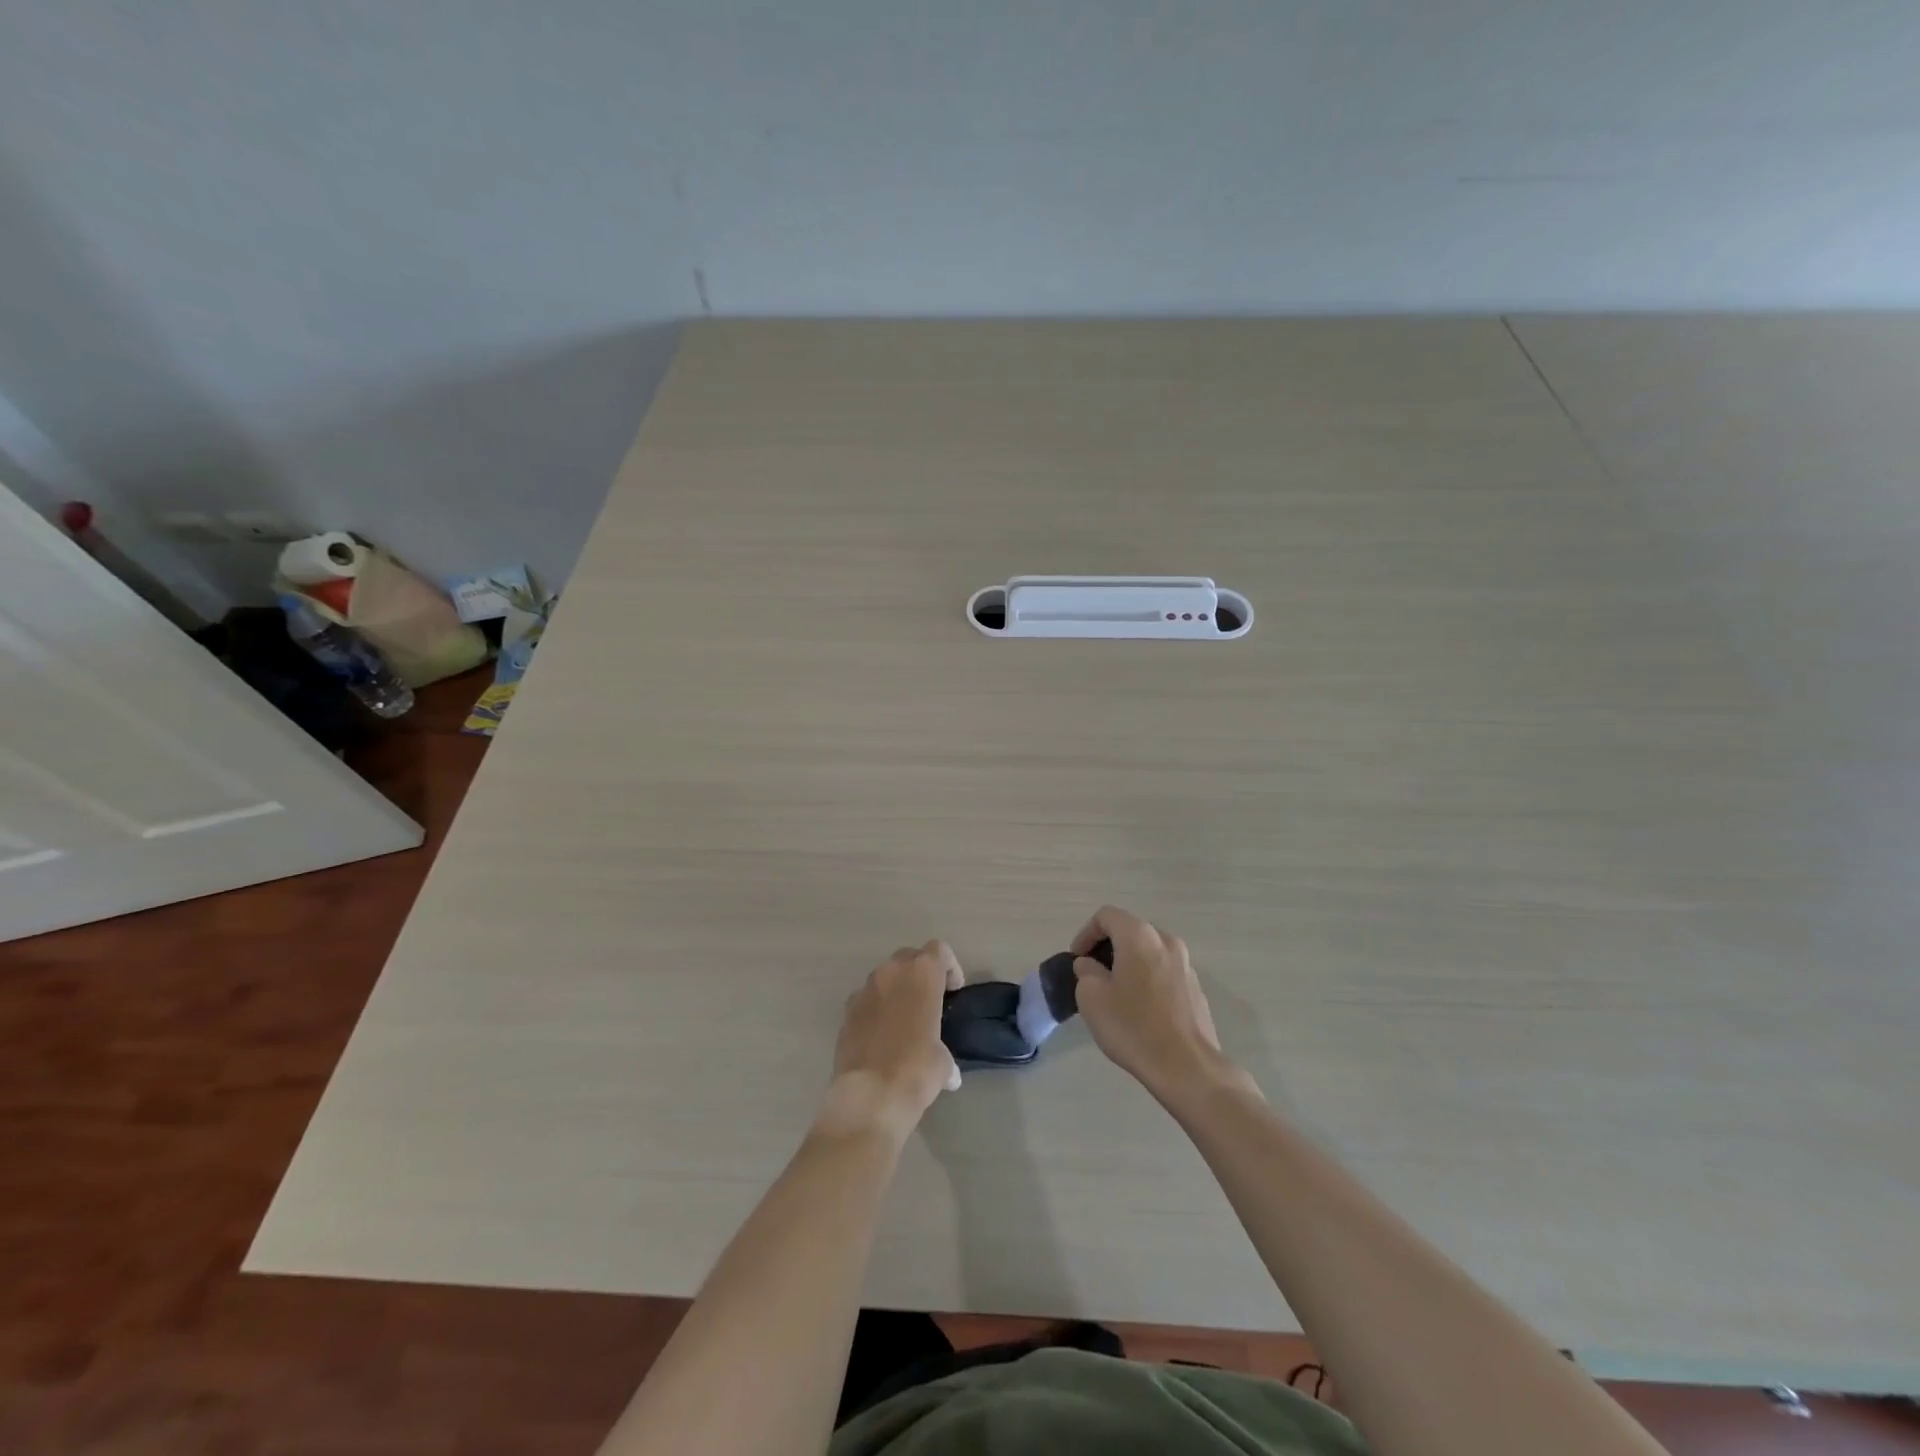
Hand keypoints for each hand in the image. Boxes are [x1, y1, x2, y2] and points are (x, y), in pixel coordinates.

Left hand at [818, 941, 963, 1139]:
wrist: (869, 1095)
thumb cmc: (916, 1069)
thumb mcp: (943, 1062)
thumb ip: (944, 1053)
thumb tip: (949, 1073)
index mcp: (921, 974)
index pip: (938, 950)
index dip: (949, 967)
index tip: (953, 991)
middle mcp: (890, 972)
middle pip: (909, 957)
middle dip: (920, 973)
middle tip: (929, 1001)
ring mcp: (864, 990)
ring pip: (884, 976)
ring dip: (896, 989)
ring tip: (904, 1020)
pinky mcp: (846, 1011)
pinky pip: (865, 999)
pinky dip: (875, 1008)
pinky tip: (881, 1036)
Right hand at [1071, 906, 1242, 1101]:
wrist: (1187, 1067)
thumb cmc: (1133, 1027)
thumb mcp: (1091, 998)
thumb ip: (1086, 972)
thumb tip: (1091, 966)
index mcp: (1140, 936)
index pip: (1106, 916)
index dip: (1085, 933)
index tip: (1077, 960)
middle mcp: (1166, 941)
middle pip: (1130, 931)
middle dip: (1108, 948)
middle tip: (1092, 975)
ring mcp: (1186, 965)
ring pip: (1149, 952)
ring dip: (1129, 964)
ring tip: (1116, 993)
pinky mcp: (1197, 989)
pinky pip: (1164, 972)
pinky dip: (1148, 980)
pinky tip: (1141, 1010)